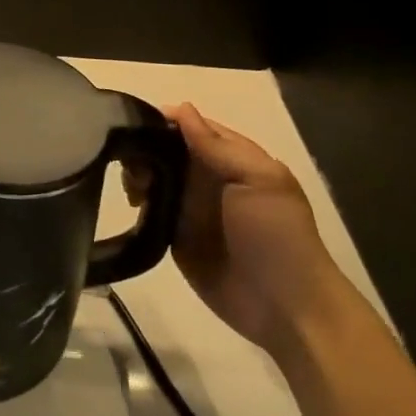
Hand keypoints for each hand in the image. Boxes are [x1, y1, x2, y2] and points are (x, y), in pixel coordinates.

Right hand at [132, 104, 345, 356]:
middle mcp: (207, 177)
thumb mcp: (257, 181)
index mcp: (232, 158)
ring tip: (133, 189)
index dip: (162, 121)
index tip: (134, 123)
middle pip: (165, 149)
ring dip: (137, 175)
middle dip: (144, 148)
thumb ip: (217, 146)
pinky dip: (136, 203)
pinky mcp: (174, 235)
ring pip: (152, 177)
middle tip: (132, 165)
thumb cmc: (276, 236)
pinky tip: (131, 205)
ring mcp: (189, 207)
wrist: (284, 307)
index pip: (190, 127)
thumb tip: (180, 108)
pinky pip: (149, 210)